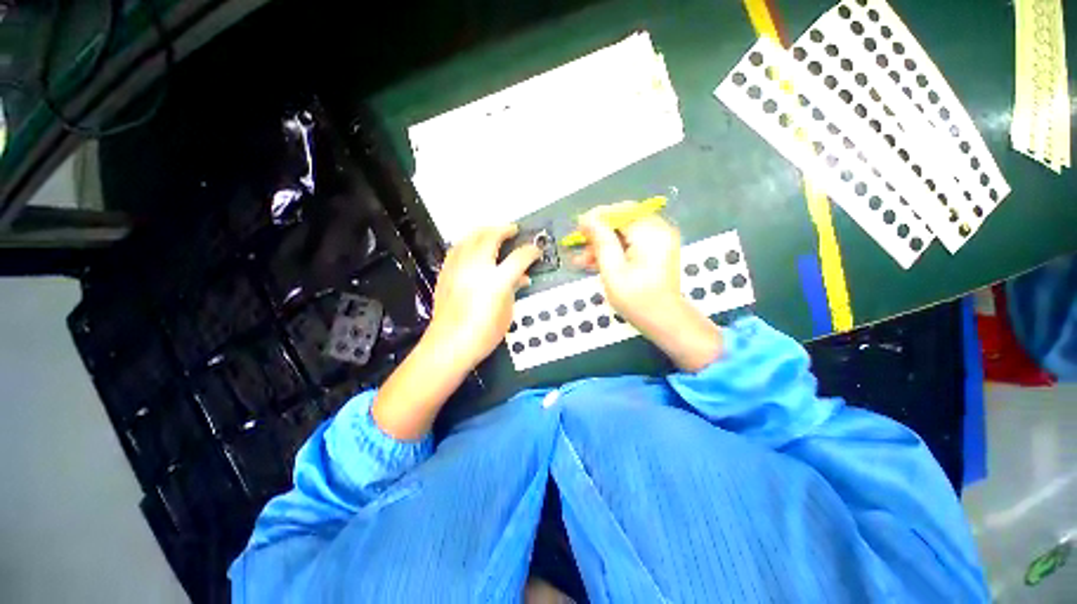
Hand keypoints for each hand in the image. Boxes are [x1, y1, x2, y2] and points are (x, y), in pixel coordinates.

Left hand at [373, 224, 538, 439]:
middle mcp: (476, 268)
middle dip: (504, 229)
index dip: (531, 251)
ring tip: (492, 232)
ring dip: (484, 231)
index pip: (519, 258)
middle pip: (490, 237)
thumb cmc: (483, 334)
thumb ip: (514, 290)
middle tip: (512, 230)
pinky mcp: (446, 273)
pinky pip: (457, 249)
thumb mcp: (507, 313)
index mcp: (497, 281)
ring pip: (470, 238)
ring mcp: (458, 268)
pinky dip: (468, 242)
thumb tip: (521, 279)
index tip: (536, 251)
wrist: (450, 345)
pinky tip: (471, 246)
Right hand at [572, 203, 721, 370]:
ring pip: (624, 232)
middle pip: (623, 220)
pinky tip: (596, 262)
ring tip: (582, 260)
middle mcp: (659, 230)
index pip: (620, 211)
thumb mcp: (612, 270)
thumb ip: (601, 240)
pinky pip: (631, 242)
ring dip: (603, 244)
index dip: (597, 217)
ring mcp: (660, 240)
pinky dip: (615, 250)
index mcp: (651, 233)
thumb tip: (587, 218)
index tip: (578, 229)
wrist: (664, 320)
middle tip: (579, 246)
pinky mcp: (657, 250)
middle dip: (599, 233)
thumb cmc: (636, 298)